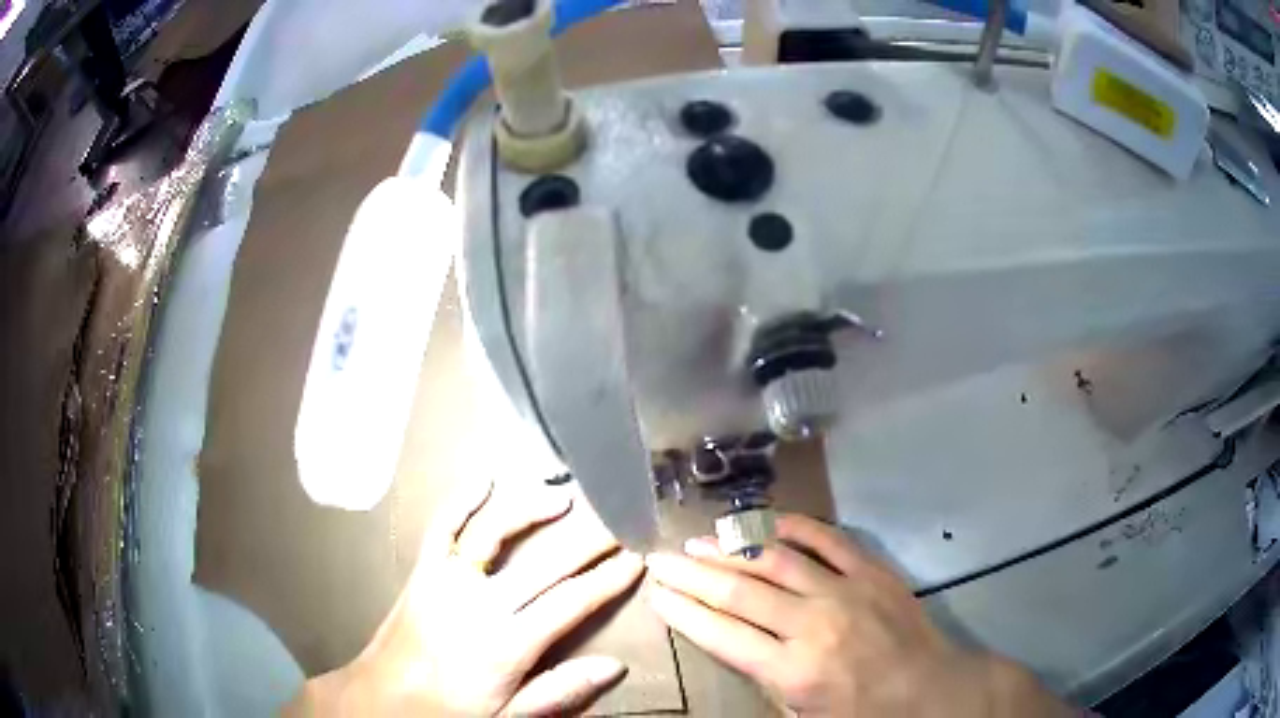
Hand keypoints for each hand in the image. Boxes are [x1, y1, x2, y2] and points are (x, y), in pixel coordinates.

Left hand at [287, 478, 644, 716]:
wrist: (383, 697)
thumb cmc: (448, 710)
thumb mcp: (508, 716)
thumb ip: (559, 691)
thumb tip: (613, 667)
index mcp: (506, 644)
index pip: (570, 603)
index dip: (607, 580)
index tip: (636, 560)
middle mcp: (480, 604)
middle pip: (545, 564)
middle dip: (588, 541)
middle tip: (619, 521)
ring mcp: (447, 581)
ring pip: (494, 533)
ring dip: (531, 510)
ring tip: (564, 498)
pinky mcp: (422, 570)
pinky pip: (442, 527)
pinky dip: (462, 500)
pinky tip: (484, 479)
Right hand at [645, 513, 1073, 716]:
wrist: (930, 690)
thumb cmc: (862, 714)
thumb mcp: (802, 715)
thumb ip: (765, 681)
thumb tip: (733, 643)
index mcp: (792, 670)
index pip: (721, 633)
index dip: (683, 610)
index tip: (657, 592)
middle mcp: (811, 624)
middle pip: (739, 591)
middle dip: (693, 574)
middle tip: (662, 557)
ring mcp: (844, 591)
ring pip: (775, 560)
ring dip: (732, 548)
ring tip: (700, 539)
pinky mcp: (871, 572)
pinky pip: (827, 540)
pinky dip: (794, 527)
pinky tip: (767, 520)